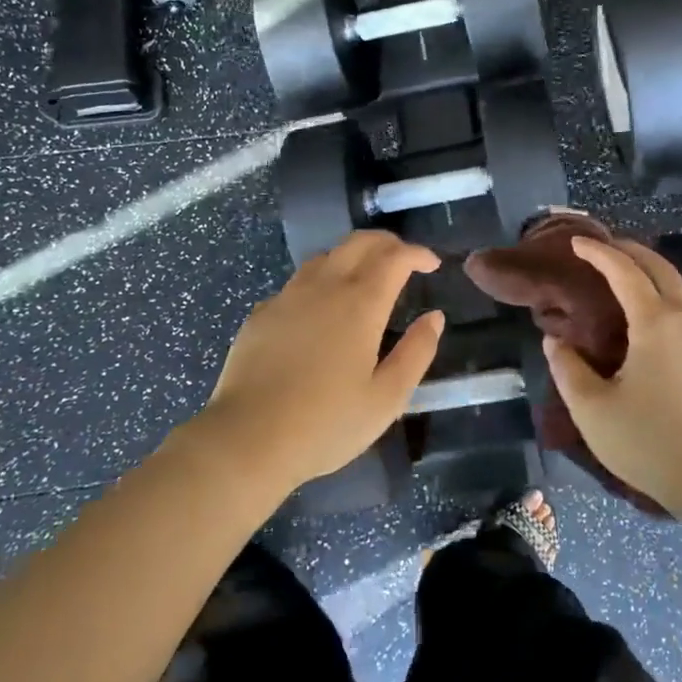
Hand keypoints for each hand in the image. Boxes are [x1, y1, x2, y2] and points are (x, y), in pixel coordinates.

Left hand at [200, 231, 443, 493]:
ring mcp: (288, 296)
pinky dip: (320, 281)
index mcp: (361, 303)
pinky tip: (319, 309)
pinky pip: (297, 282)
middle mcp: (325, 286)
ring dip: (352, 256)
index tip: (432, 264)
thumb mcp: (386, 399)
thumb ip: (416, 353)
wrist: (247, 439)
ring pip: (325, 256)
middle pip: (359, 242)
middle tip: (403, 260)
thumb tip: (434, 318)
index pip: (395, 257)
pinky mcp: (262, 312)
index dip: (417, 253)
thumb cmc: (326, 423)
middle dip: (387, 243)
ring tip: (364, 278)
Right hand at [544, 237, 681, 518]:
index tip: (577, 243)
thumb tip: (556, 340)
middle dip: (630, 251)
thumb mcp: (592, 410)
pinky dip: (667, 298)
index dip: (598, 252)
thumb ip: (567, 368)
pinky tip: (654, 322)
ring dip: (652, 274)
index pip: (624, 270)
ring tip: (627, 280)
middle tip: (604, 248)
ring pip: (681, 289)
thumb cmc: (652, 443)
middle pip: (660, 268)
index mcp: (656, 322)